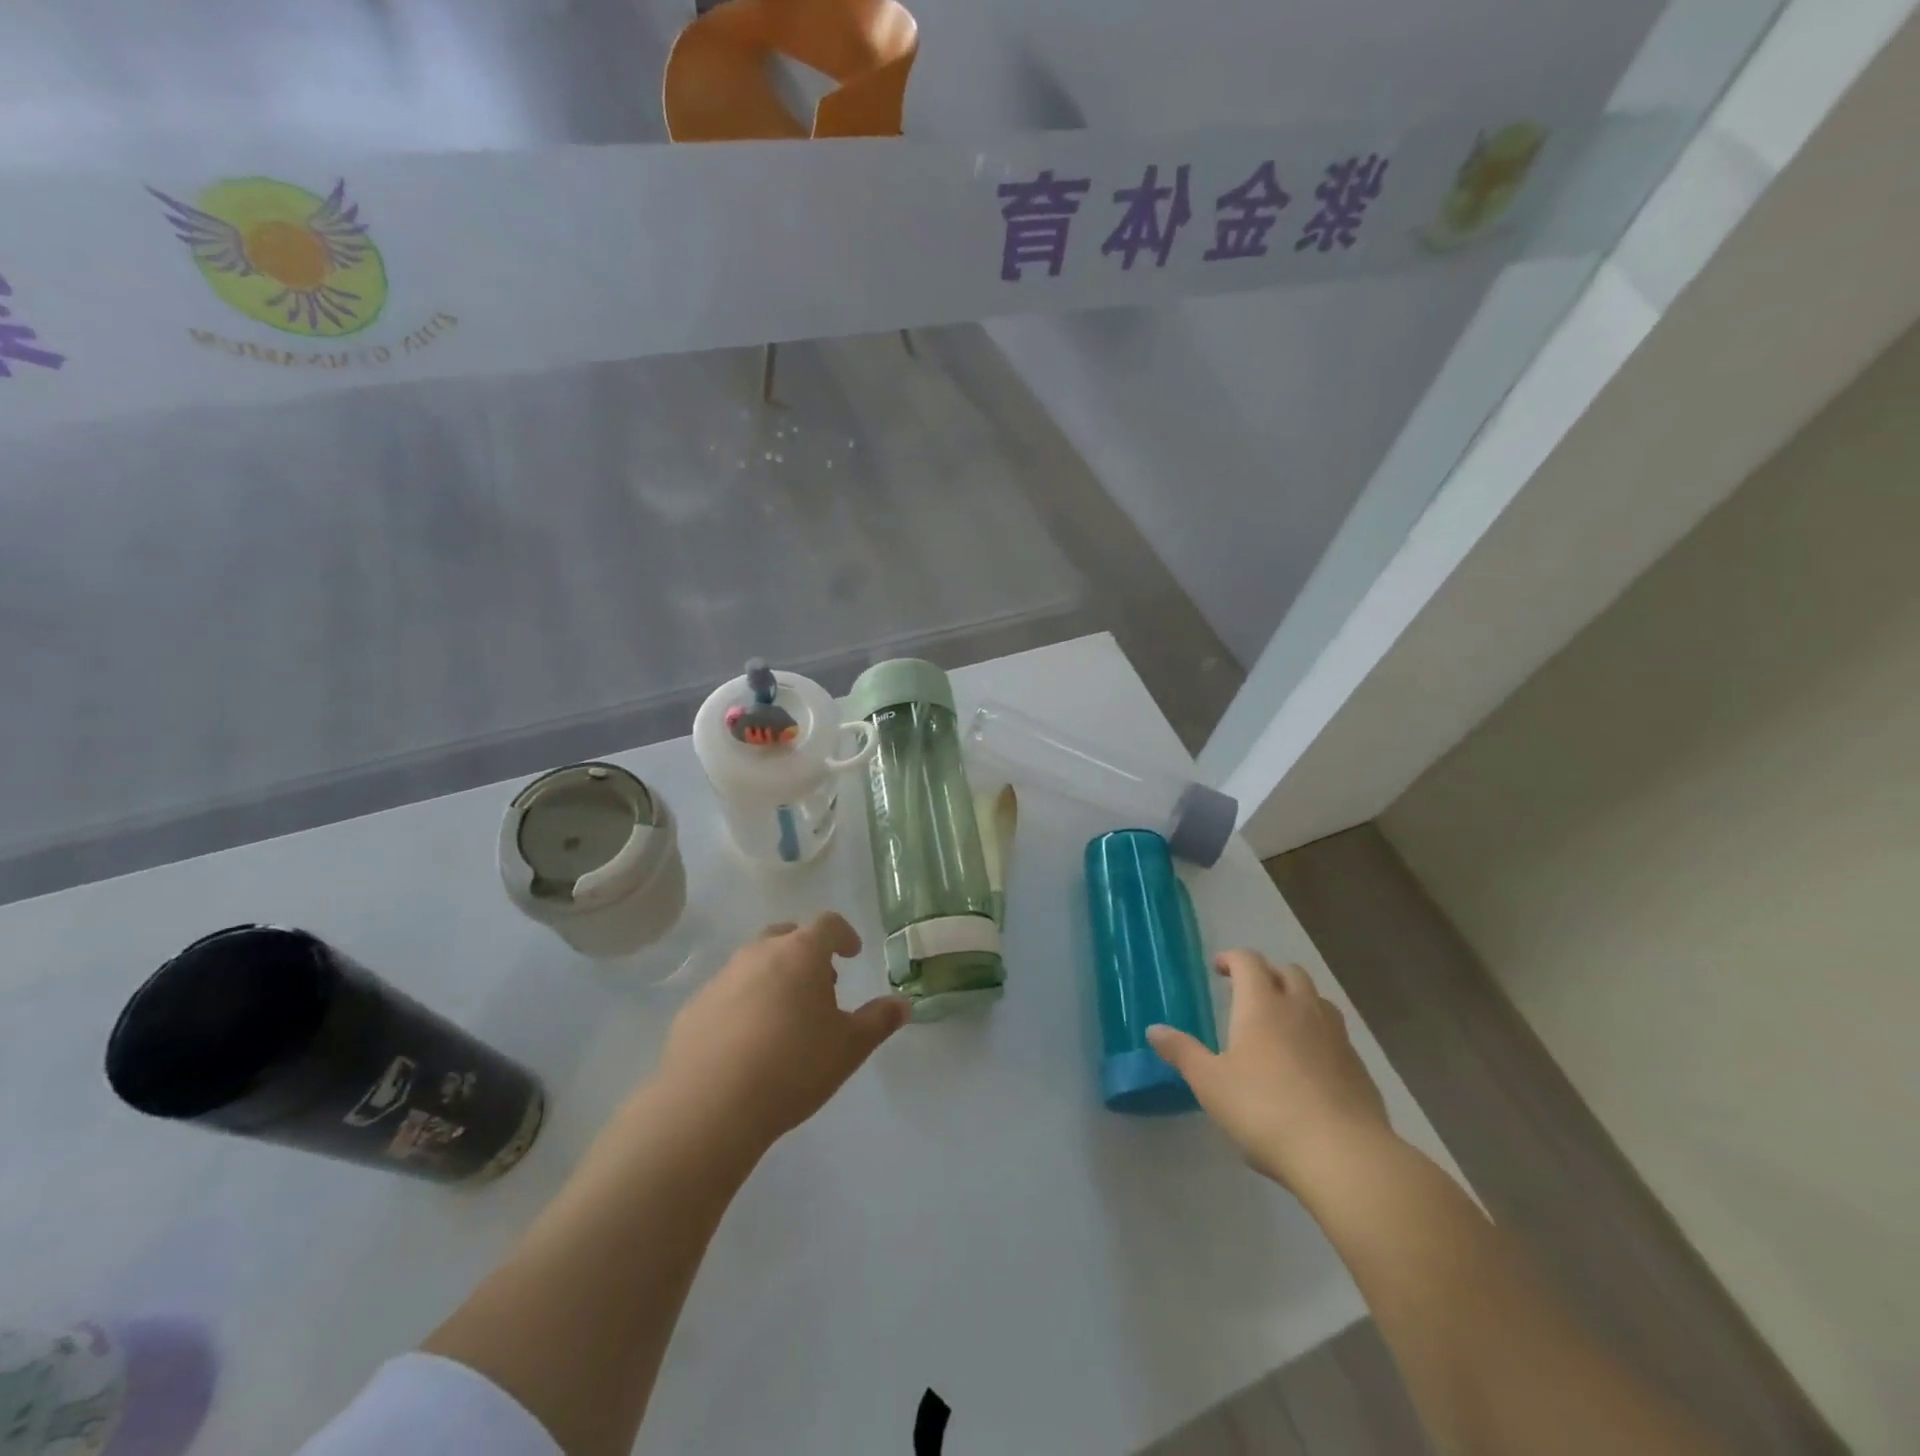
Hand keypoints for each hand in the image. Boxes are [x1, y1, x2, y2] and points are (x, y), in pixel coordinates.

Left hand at [653, 913, 909, 1153]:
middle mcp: (758, 954)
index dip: (844, 935)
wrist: (709, 1105)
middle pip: (786, 936)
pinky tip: (747, 1042)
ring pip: (753, 963)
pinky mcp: (693, 1008)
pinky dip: (743, 1003)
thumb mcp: (849, 1047)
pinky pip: (726, 994)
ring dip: (773, 976)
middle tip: (820, 984)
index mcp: (800, 953)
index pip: (827, 924)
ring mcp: (721, 979)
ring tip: (785, 1016)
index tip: (852, 953)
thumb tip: (903, 1003)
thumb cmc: (792, 1066)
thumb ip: (879, 1020)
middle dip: (806, 952)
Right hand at [1147, 951, 1392, 1191]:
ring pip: (1317, 999)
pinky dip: (1318, 1033)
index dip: (1232, 959)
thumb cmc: (1264, 1109)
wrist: (1343, 1154)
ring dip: (1298, 999)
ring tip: (1281, 1022)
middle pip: (1288, 972)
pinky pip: (1335, 1034)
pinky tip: (1309, 1063)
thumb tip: (1154, 1029)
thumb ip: (1183, 1052)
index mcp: (1262, 1004)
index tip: (1219, 969)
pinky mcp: (1358, 1066)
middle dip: (1267, 973)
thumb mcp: (1210, 1083)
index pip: (1249, 961)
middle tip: (1248, 991)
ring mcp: (1335, 1036)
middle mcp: (1301, 1009)